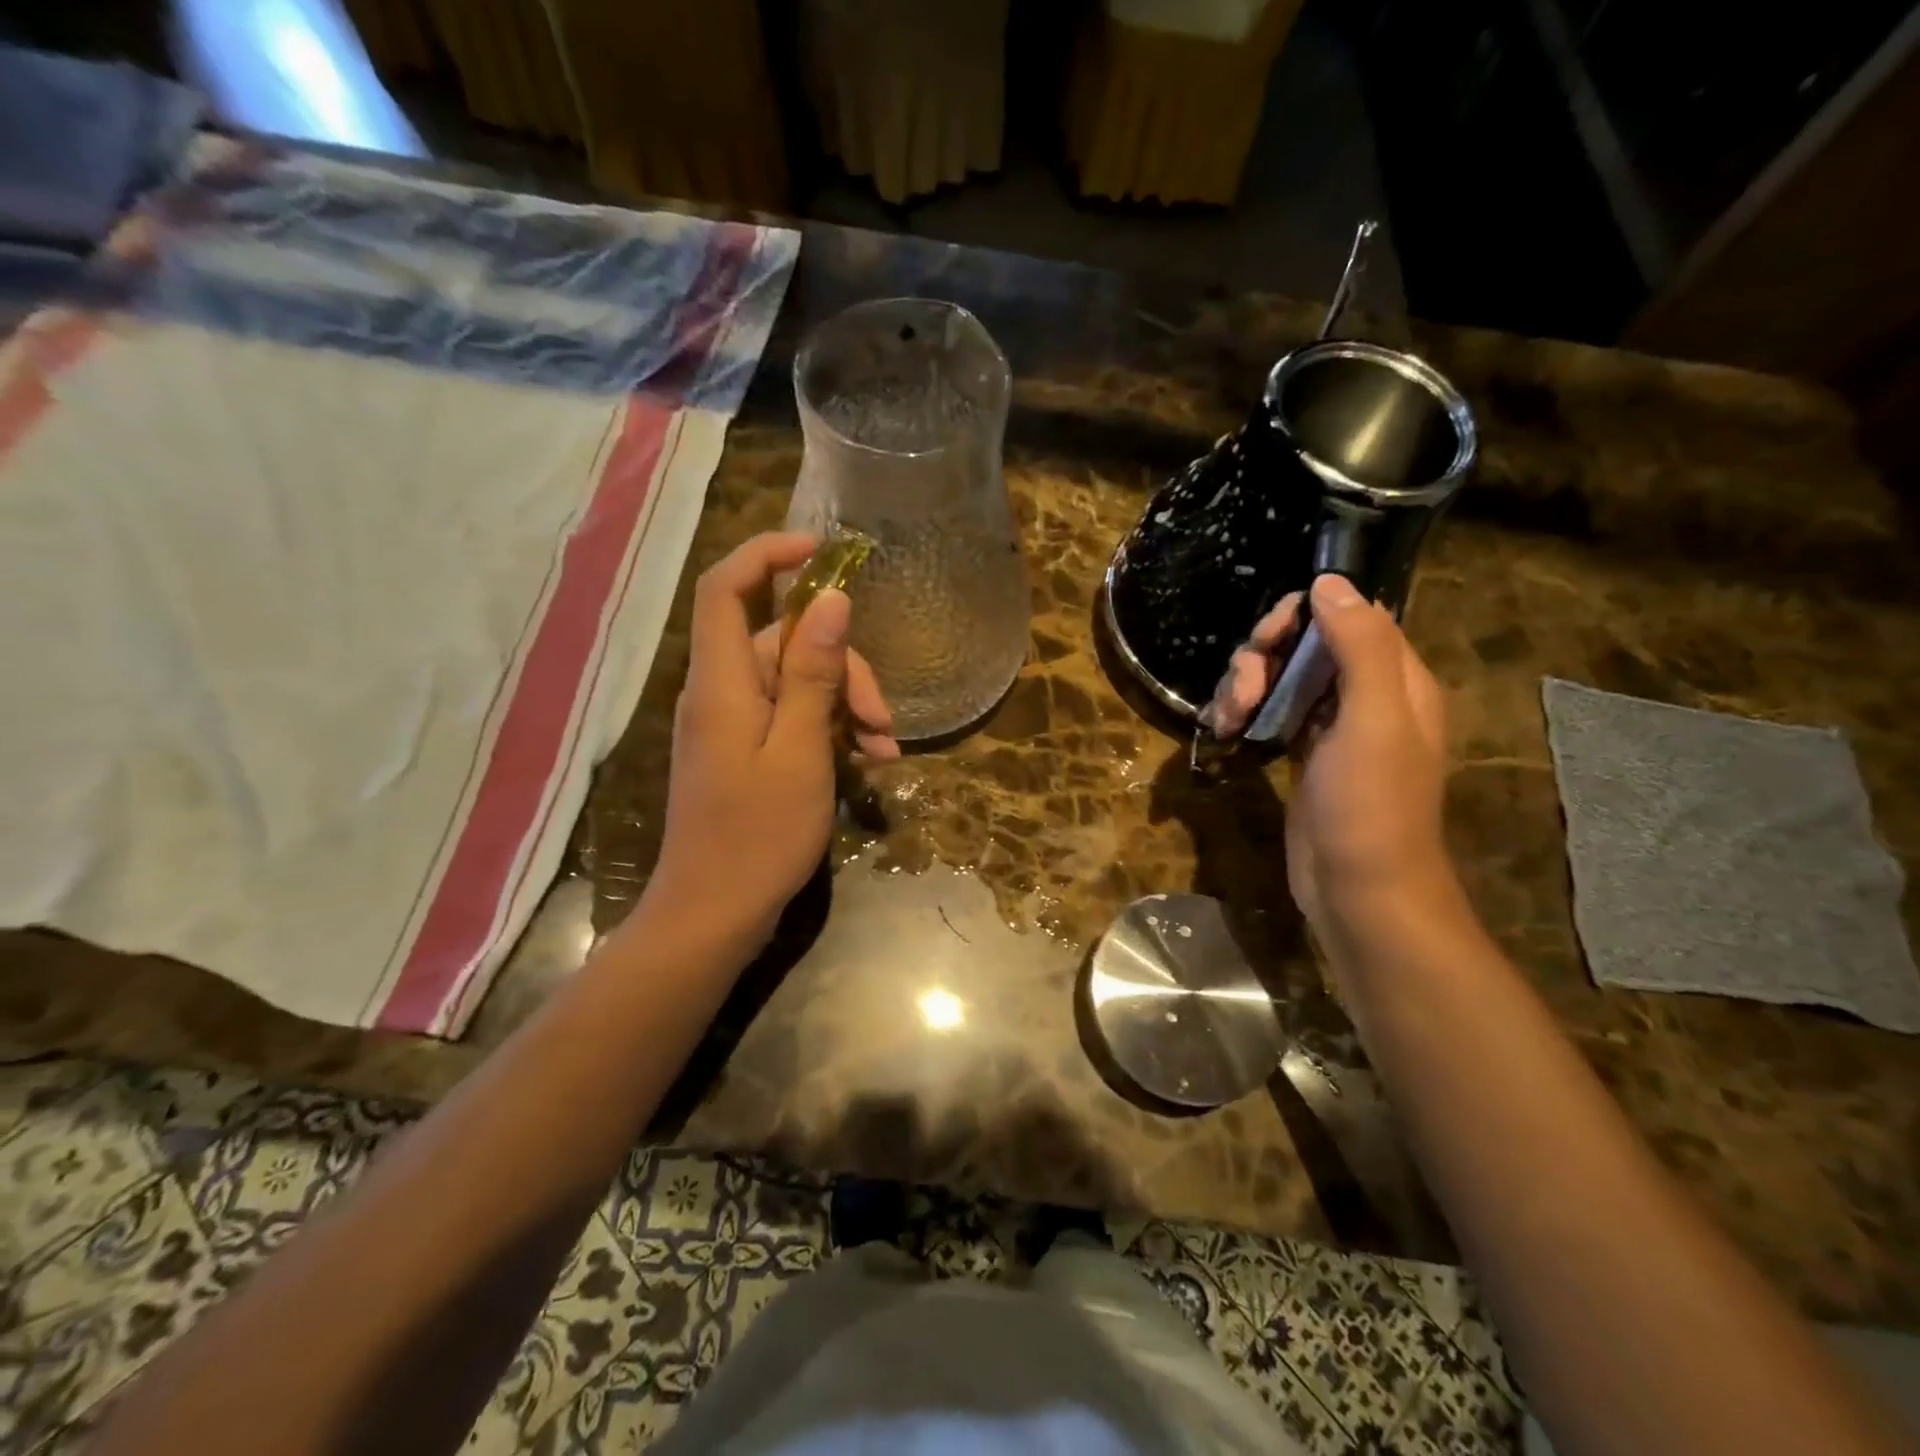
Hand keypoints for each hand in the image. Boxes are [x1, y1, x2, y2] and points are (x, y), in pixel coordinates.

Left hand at [650, 531, 898, 951]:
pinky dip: (831, 732)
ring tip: (885, 751)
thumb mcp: (800, 750)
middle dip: (843, 668)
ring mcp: (734, 724)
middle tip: (883, 719)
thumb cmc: (758, 835)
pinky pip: (793, 719)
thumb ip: (813, 674)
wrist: (715, 914)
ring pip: (798, 683)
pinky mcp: (747, 751)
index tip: (823, 551)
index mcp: (722, 682)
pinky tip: (869, 762)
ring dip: (847, 707)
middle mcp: (722, 692)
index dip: (768, 555)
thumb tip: (830, 600)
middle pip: (784, 642)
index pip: (726, 589)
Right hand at [1206, 574, 1451, 938]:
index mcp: (1396, 680)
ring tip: (1227, 721)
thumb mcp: (1373, 721)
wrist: (1359, 892)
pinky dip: (1245, 714)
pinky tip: (1224, 732)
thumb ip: (1360, 647)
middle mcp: (1365, 695)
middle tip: (1240, 694)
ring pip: (1280, 679)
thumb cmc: (1371, 807)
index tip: (1265, 642)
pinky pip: (1270, 713)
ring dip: (1245, 688)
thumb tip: (1331, 582)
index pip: (1347, 616)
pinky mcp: (1302, 755)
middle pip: (1304, 646)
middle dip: (1262, 659)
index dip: (1301, 617)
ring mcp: (1331, 727)